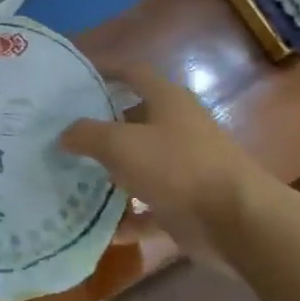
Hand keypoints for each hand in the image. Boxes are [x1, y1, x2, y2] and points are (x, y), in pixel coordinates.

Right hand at [59, 64, 260, 265]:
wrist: (237, 222)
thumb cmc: (178, 167)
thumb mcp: (122, 144)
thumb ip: (87, 135)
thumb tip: (64, 134)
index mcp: (168, 101)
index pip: (133, 73)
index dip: (105, 70)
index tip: (75, 77)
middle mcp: (178, 129)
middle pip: (133, 122)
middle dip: (100, 129)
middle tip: (62, 136)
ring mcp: (185, 168)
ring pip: (140, 167)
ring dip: (110, 176)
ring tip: (72, 181)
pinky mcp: (188, 204)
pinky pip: (149, 209)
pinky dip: (128, 218)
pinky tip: (102, 229)